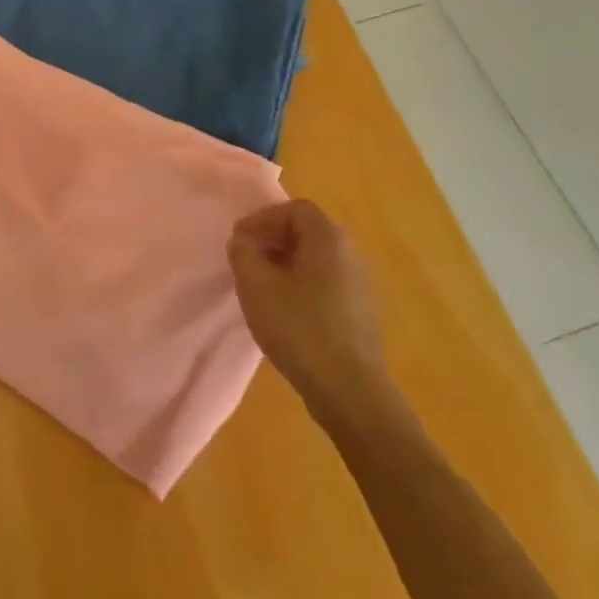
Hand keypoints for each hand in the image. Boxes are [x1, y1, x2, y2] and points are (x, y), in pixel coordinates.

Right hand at [228, 199, 384, 414]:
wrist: (349, 390)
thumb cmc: (299, 328)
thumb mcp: (256, 285)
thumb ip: (243, 252)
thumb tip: (244, 241)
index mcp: (328, 238)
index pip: (294, 208)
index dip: (262, 218)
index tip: (239, 240)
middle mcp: (349, 253)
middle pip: (306, 231)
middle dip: (271, 239)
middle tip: (246, 259)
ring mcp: (358, 284)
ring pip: (315, 258)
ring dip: (284, 263)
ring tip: (259, 285)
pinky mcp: (359, 311)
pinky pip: (324, 282)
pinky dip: (299, 283)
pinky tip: (283, 310)